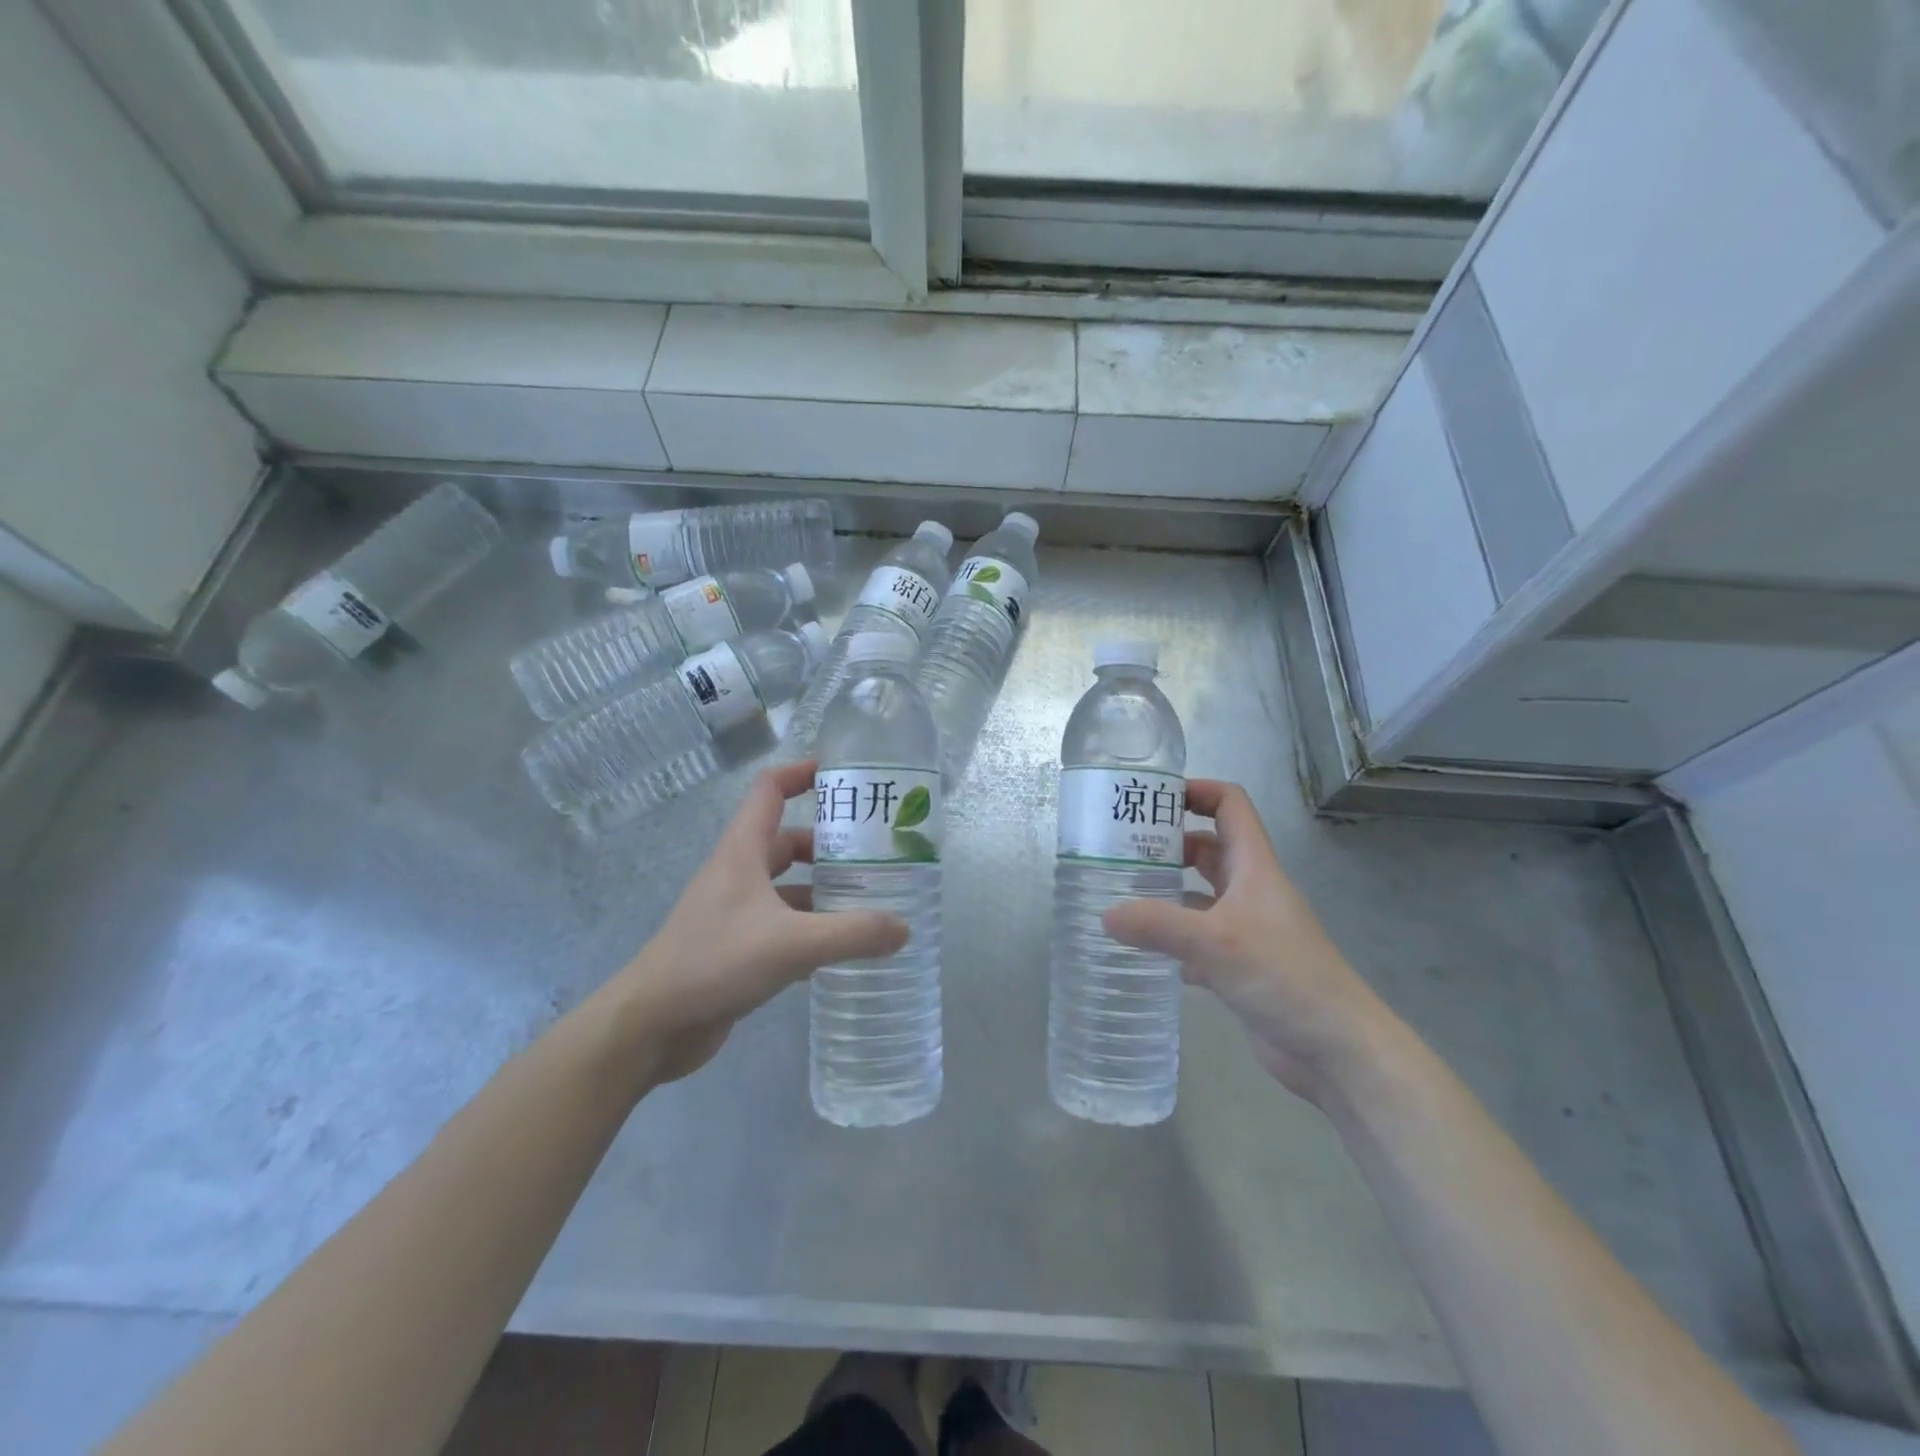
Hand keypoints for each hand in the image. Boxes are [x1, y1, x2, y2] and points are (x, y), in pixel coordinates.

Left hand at [608, 760, 908, 1083]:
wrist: (651, 1025)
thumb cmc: (714, 962)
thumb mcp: (791, 944)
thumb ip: (851, 934)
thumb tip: (904, 928)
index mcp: (743, 851)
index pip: (771, 790)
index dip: (803, 773)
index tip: (845, 777)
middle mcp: (739, 873)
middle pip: (789, 840)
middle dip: (831, 845)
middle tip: (877, 855)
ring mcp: (736, 911)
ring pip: (788, 887)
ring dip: (824, 891)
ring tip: (870, 902)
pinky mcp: (737, 947)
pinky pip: (783, 925)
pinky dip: (811, 929)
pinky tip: (842, 950)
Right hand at [1103, 779, 1391, 1101]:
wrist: (1337, 1049)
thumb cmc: (1284, 976)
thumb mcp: (1215, 942)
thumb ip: (1158, 925)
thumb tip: (1105, 915)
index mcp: (1254, 867)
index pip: (1230, 806)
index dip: (1196, 791)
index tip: (1152, 797)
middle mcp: (1251, 891)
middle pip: (1209, 849)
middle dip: (1169, 845)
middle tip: (1121, 851)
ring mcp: (1248, 930)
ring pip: (1201, 896)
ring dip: (1168, 893)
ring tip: (1122, 896)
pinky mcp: (1242, 966)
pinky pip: (1200, 940)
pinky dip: (1175, 941)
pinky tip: (1146, 953)